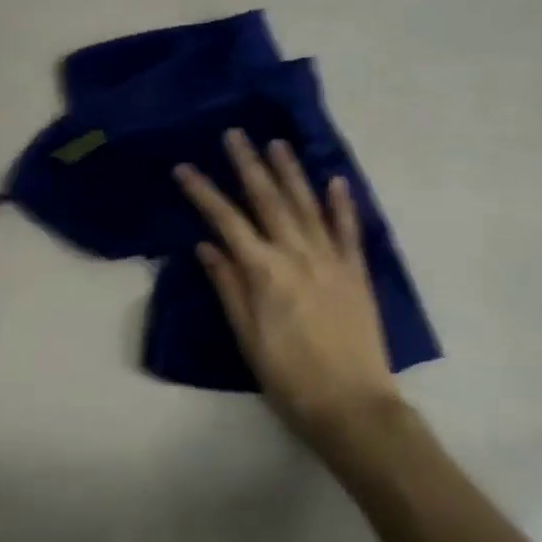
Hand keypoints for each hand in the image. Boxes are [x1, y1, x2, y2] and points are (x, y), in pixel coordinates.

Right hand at [176, 131, 401, 460]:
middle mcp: (297, 255)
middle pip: (268, 201)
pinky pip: (349, 231)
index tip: (184, 167)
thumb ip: (228, 287)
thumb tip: (206, 246)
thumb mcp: (247, 337)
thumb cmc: (289, 377)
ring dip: (291, 172)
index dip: (203, 192)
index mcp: (265, 272)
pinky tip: (336, 180)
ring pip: (307, 206)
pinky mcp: (357, 272)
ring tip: (277, 142)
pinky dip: (342, 204)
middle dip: (248, 165)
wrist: (353, 407)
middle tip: (235, 133)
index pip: (227, 221)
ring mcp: (331, 260)